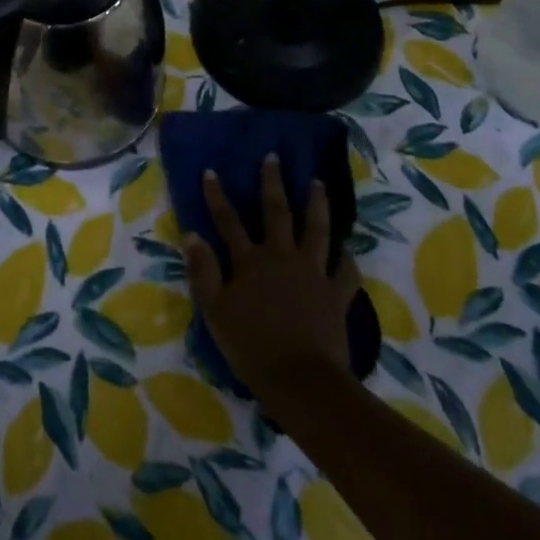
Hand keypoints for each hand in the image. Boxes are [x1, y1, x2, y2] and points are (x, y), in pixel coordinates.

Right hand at [183, 153, 361, 395]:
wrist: (301, 381)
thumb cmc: (251, 346)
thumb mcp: (214, 310)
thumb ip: (203, 271)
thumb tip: (191, 234)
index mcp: (250, 261)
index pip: (228, 221)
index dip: (217, 196)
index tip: (211, 171)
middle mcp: (282, 257)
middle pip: (277, 213)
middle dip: (272, 183)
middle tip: (274, 158)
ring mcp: (313, 274)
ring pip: (317, 231)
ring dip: (317, 205)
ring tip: (318, 183)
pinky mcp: (336, 295)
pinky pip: (346, 272)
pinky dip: (347, 259)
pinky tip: (348, 250)